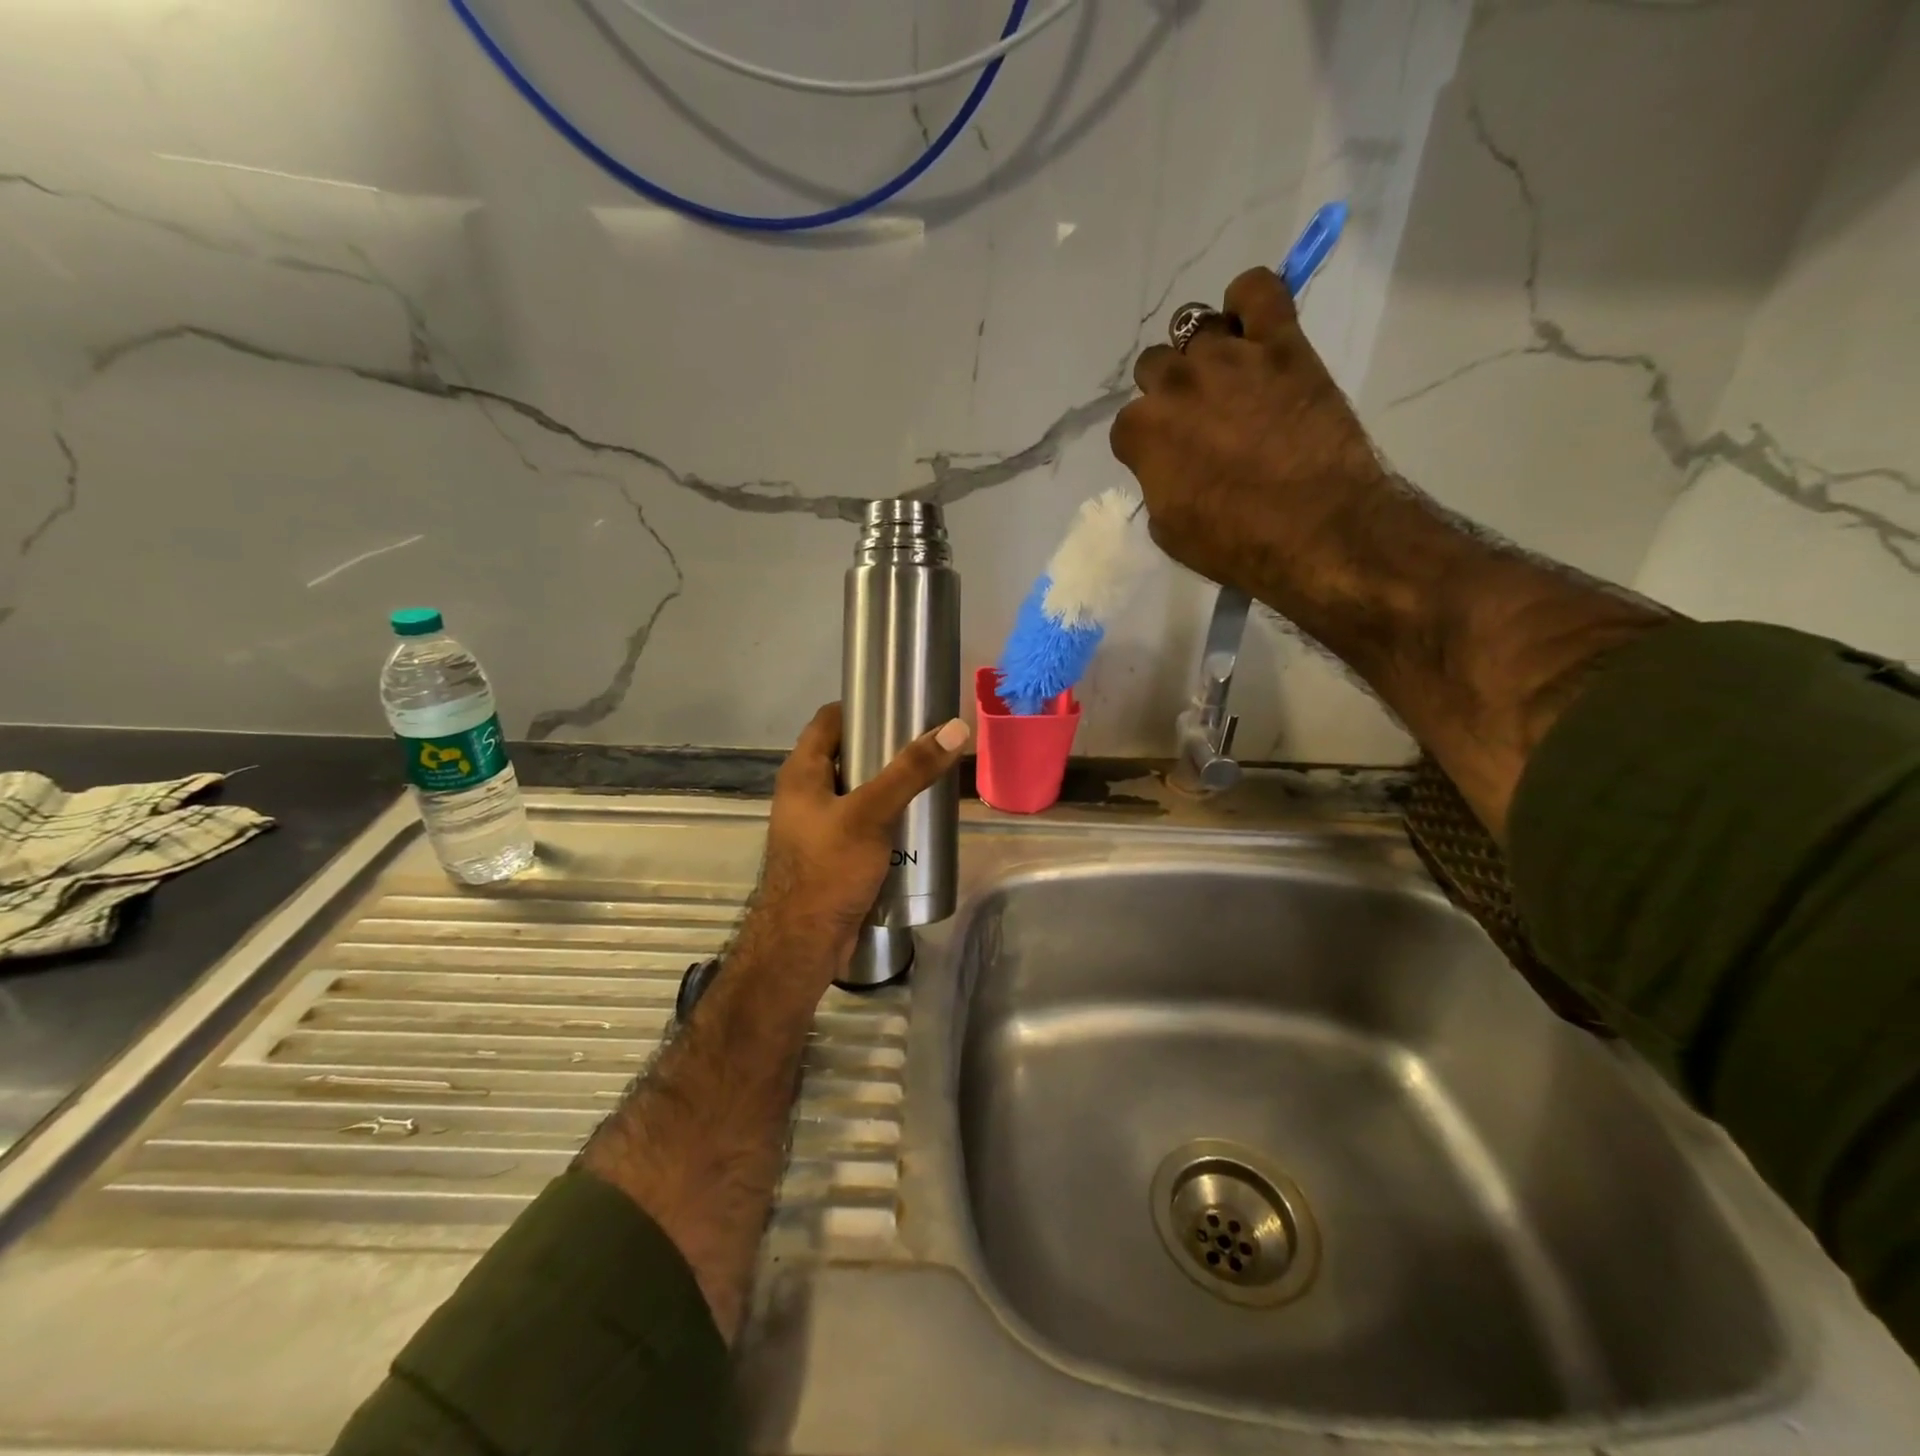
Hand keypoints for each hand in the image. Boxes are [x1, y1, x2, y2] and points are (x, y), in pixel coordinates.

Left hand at [746, 702, 969, 980]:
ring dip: (889, 786)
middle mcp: (806, 793)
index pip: (830, 720)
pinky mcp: (833, 854)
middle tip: (927, 744)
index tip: (901, 704)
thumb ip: (911, 771)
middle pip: (847, 755)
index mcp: (802, 772)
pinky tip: (915, 822)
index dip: (862, 706)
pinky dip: (886, 817)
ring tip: (929, 780)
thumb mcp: (872, 813)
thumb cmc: (828, 869)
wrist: (804, 943)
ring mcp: (818, 826)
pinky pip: (862, 823)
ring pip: (858, 792)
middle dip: (885, 749)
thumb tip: (954, 728)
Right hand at [1110, 266, 1389, 598]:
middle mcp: (1176, 384)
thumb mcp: (1170, 529)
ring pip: (1195, 325)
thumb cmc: (1235, 543)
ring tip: (1226, 377)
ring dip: (1203, 351)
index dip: (1146, 444)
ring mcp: (1229, 357)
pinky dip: (1249, 299)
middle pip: (1154, 365)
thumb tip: (1168, 466)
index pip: (1127, 424)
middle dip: (1168, 391)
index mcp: (1143, 432)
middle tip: (1197, 418)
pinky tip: (1252, 324)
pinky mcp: (1281, 343)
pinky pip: (1258, 288)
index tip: (1167, 459)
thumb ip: (1157, 484)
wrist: (1315, 530)